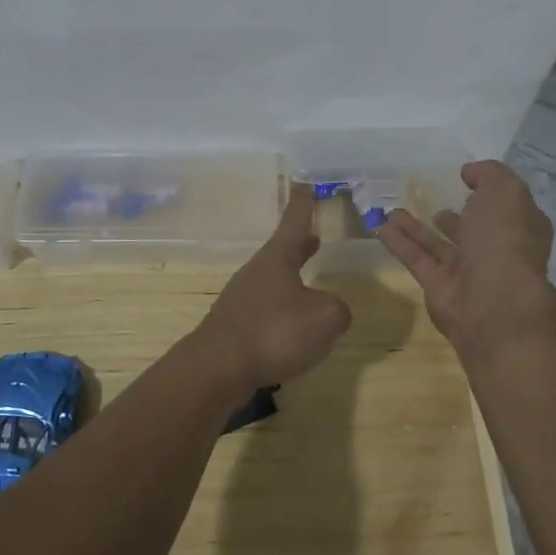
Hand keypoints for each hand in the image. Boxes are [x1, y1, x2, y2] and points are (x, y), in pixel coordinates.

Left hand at [193, 185, 351, 389]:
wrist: (218, 369)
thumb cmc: (274, 332)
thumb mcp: (325, 318)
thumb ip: (337, 309)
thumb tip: (332, 311)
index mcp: (277, 259)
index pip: (294, 222)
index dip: (303, 204)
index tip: (303, 185)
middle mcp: (256, 272)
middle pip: (281, 252)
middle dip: (299, 245)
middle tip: (313, 237)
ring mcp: (241, 300)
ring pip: (273, 283)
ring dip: (290, 281)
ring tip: (309, 288)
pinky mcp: (234, 328)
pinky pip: (265, 312)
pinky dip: (281, 313)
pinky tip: (291, 332)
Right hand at [376, 161, 555, 359]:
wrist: (494, 301)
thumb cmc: (505, 239)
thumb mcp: (505, 191)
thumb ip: (488, 174)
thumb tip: (470, 172)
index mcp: (520, 228)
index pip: (507, 208)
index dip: (490, 193)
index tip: (467, 179)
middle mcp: (496, 251)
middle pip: (474, 230)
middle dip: (457, 216)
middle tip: (435, 201)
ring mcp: (467, 272)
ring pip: (438, 245)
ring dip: (417, 227)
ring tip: (393, 209)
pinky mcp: (439, 287)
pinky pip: (417, 259)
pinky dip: (399, 242)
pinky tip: (379, 226)